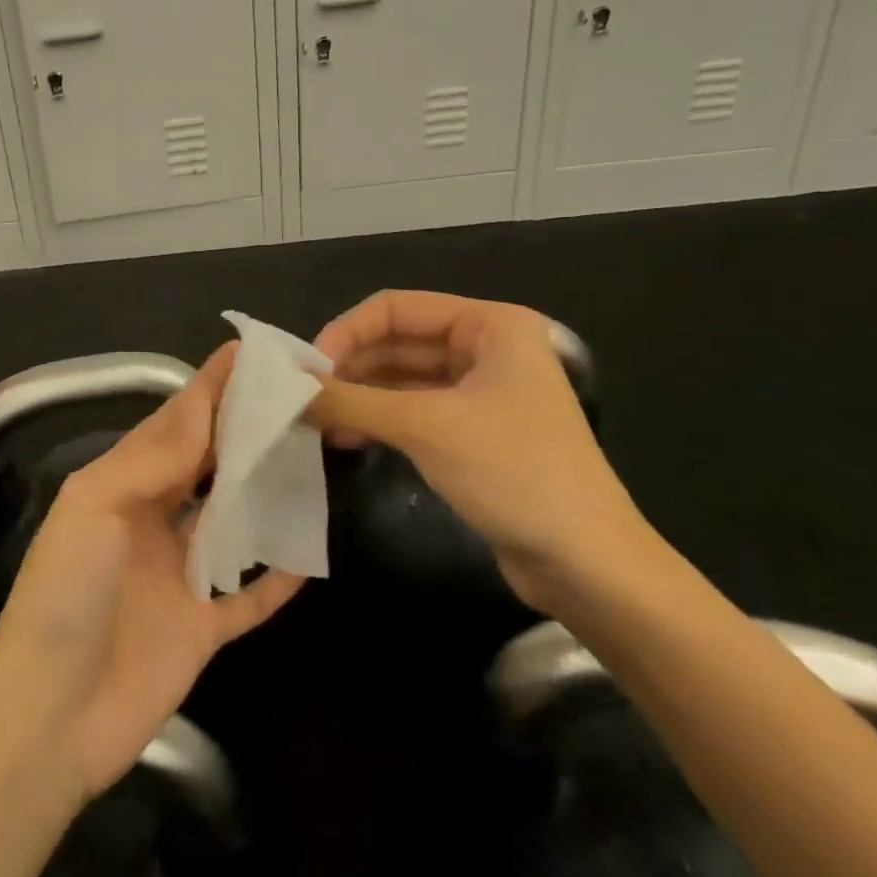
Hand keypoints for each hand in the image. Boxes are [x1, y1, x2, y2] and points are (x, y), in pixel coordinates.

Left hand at [0, 345, 302, 801]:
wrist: (50, 715)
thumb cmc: (65, 592)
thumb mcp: (94, 505)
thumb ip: (149, 459)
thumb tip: (201, 414)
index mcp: (122, 484)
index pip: (174, 424)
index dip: (208, 389)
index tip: (247, 355)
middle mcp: (153, 519)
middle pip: (207, 464)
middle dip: (242, 431)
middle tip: (293, 401)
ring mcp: (179, 574)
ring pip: (232, 520)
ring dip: (265, 493)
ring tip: (311, 461)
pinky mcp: (201, 628)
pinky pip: (249, 597)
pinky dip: (277, 578)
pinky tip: (310, 556)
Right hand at [310, 290, 658, 615]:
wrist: (591, 568)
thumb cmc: (514, 473)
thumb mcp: (424, 427)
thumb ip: (350, 400)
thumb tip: (286, 388)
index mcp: (489, 325)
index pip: (397, 308)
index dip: (347, 331)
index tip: (308, 368)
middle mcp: (486, 348)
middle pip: (397, 341)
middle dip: (350, 367)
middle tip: (304, 397)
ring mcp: (481, 392)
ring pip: (402, 378)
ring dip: (359, 396)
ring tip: (315, 421)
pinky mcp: (474, 432)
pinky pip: (413, 410)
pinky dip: (378, 419)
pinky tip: (344, 439)